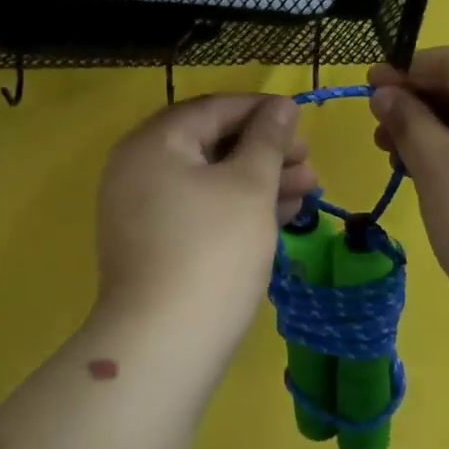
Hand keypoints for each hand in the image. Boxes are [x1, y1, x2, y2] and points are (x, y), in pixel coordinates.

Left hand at [94, 95, 316, 347]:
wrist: (165, 343)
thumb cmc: (213, 250)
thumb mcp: (249, 186)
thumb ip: (267, 139)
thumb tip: (281, 105)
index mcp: (153, 144)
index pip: (212, 109)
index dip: (261, 110)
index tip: (302, 119)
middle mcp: (139, 170)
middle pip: (211, 145)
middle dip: (265, 151)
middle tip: (309, 162)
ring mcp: (144, 212)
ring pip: (210, 182)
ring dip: (259, 181)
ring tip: (309, 189)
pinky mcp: (156, 246)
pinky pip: (201, 211)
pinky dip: (238, 209)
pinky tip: (282, 214)